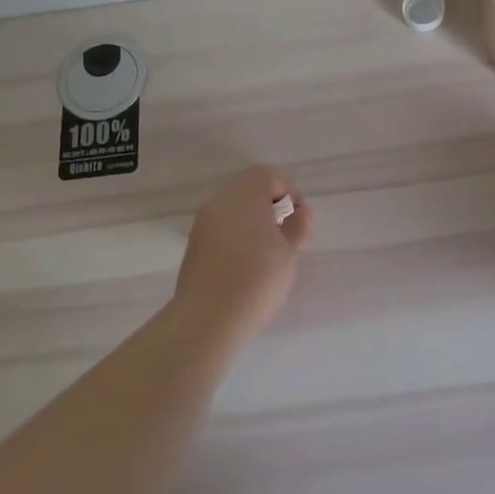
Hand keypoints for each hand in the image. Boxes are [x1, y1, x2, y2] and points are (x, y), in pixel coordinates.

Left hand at [175, 167, 313, 330]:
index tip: (300, 219)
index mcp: (245, 195)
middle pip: (248, 188)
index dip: (289, 192)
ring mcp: (203, 222)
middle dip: (270, 204)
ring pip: (233, 207)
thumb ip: (297, 227)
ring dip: (252, 218)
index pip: (269, 176)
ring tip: (268, 249)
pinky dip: (236, 232)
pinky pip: (221, 225)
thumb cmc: (257, 278)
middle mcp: (220, 201)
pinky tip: (247, 260)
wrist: (207, 317)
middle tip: (287, 232)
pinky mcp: (194, 243)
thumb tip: (300, 213)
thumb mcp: (289, 253)